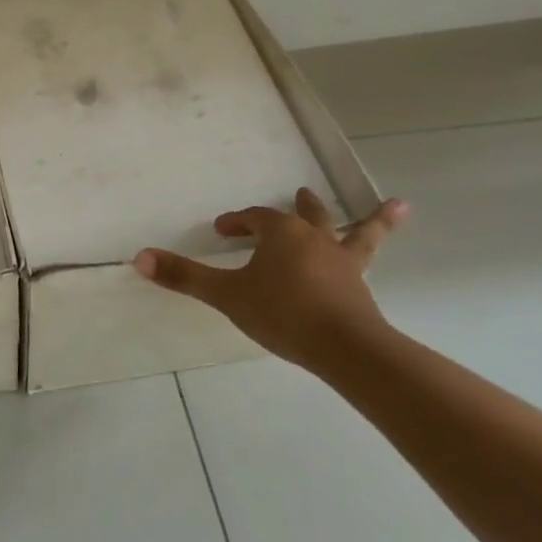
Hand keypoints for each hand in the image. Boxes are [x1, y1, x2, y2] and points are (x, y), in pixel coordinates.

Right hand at [134, 187, 407, 370]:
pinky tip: (402, 238)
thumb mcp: (226, 295)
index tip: (222, 231)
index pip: (254, 219)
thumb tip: (139, 257)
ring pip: (352, 232)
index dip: (237, 223)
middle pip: (305, 216)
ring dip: (367, 220)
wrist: (344, 347)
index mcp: (280, 234)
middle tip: (298, 194)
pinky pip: (372, 259)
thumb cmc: (281, 313)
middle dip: (298, 207)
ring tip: (395, 207)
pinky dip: (385, 244)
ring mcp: (343, 262)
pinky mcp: (360, 286)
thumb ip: (184, 276)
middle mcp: (314, 239)